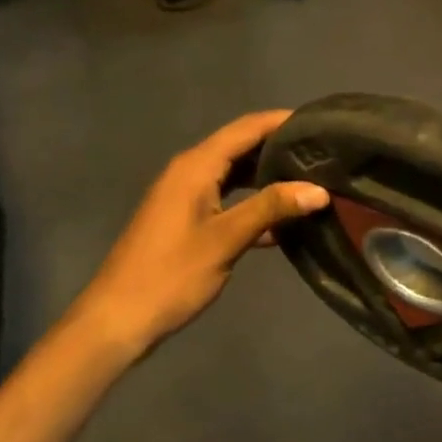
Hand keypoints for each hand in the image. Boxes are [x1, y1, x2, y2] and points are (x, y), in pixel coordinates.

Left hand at [60, 110, 328, 359]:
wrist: (118, 320)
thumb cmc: (170, 274)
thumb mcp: (226, 239)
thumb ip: (271, 208)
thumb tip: (320, 189)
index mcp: (196, 166)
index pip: (247, 128)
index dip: (282, 121)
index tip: (321, 121)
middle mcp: (190, 171)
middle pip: (242, 146)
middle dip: (280, 146)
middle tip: (324, 152)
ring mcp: (187, 196)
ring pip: (236, 174)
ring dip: (270, 175)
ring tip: (312, 179)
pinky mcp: (189, 220)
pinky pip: (229, 199)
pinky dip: (254, 203)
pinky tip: (284, 221)